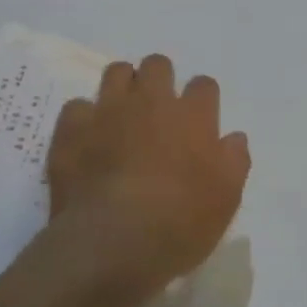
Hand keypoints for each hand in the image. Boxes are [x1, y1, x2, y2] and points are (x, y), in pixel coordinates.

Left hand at [45, 54, 250, 292]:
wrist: (112, 242)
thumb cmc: (179, 223)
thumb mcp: (226, 200)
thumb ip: (234, 161)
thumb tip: (234, 137)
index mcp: (193, 116)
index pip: (204, 85)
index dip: (202, 99)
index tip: (200, 118)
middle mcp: (151, 102)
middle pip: (158, 64)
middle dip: (160, 79)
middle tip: (157, 110)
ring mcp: (108, 111)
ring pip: (117, 72)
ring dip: (122, 87)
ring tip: (122, 114)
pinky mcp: (72, 128)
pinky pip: (77, 105)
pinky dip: (84, 118)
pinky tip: (87, 138)